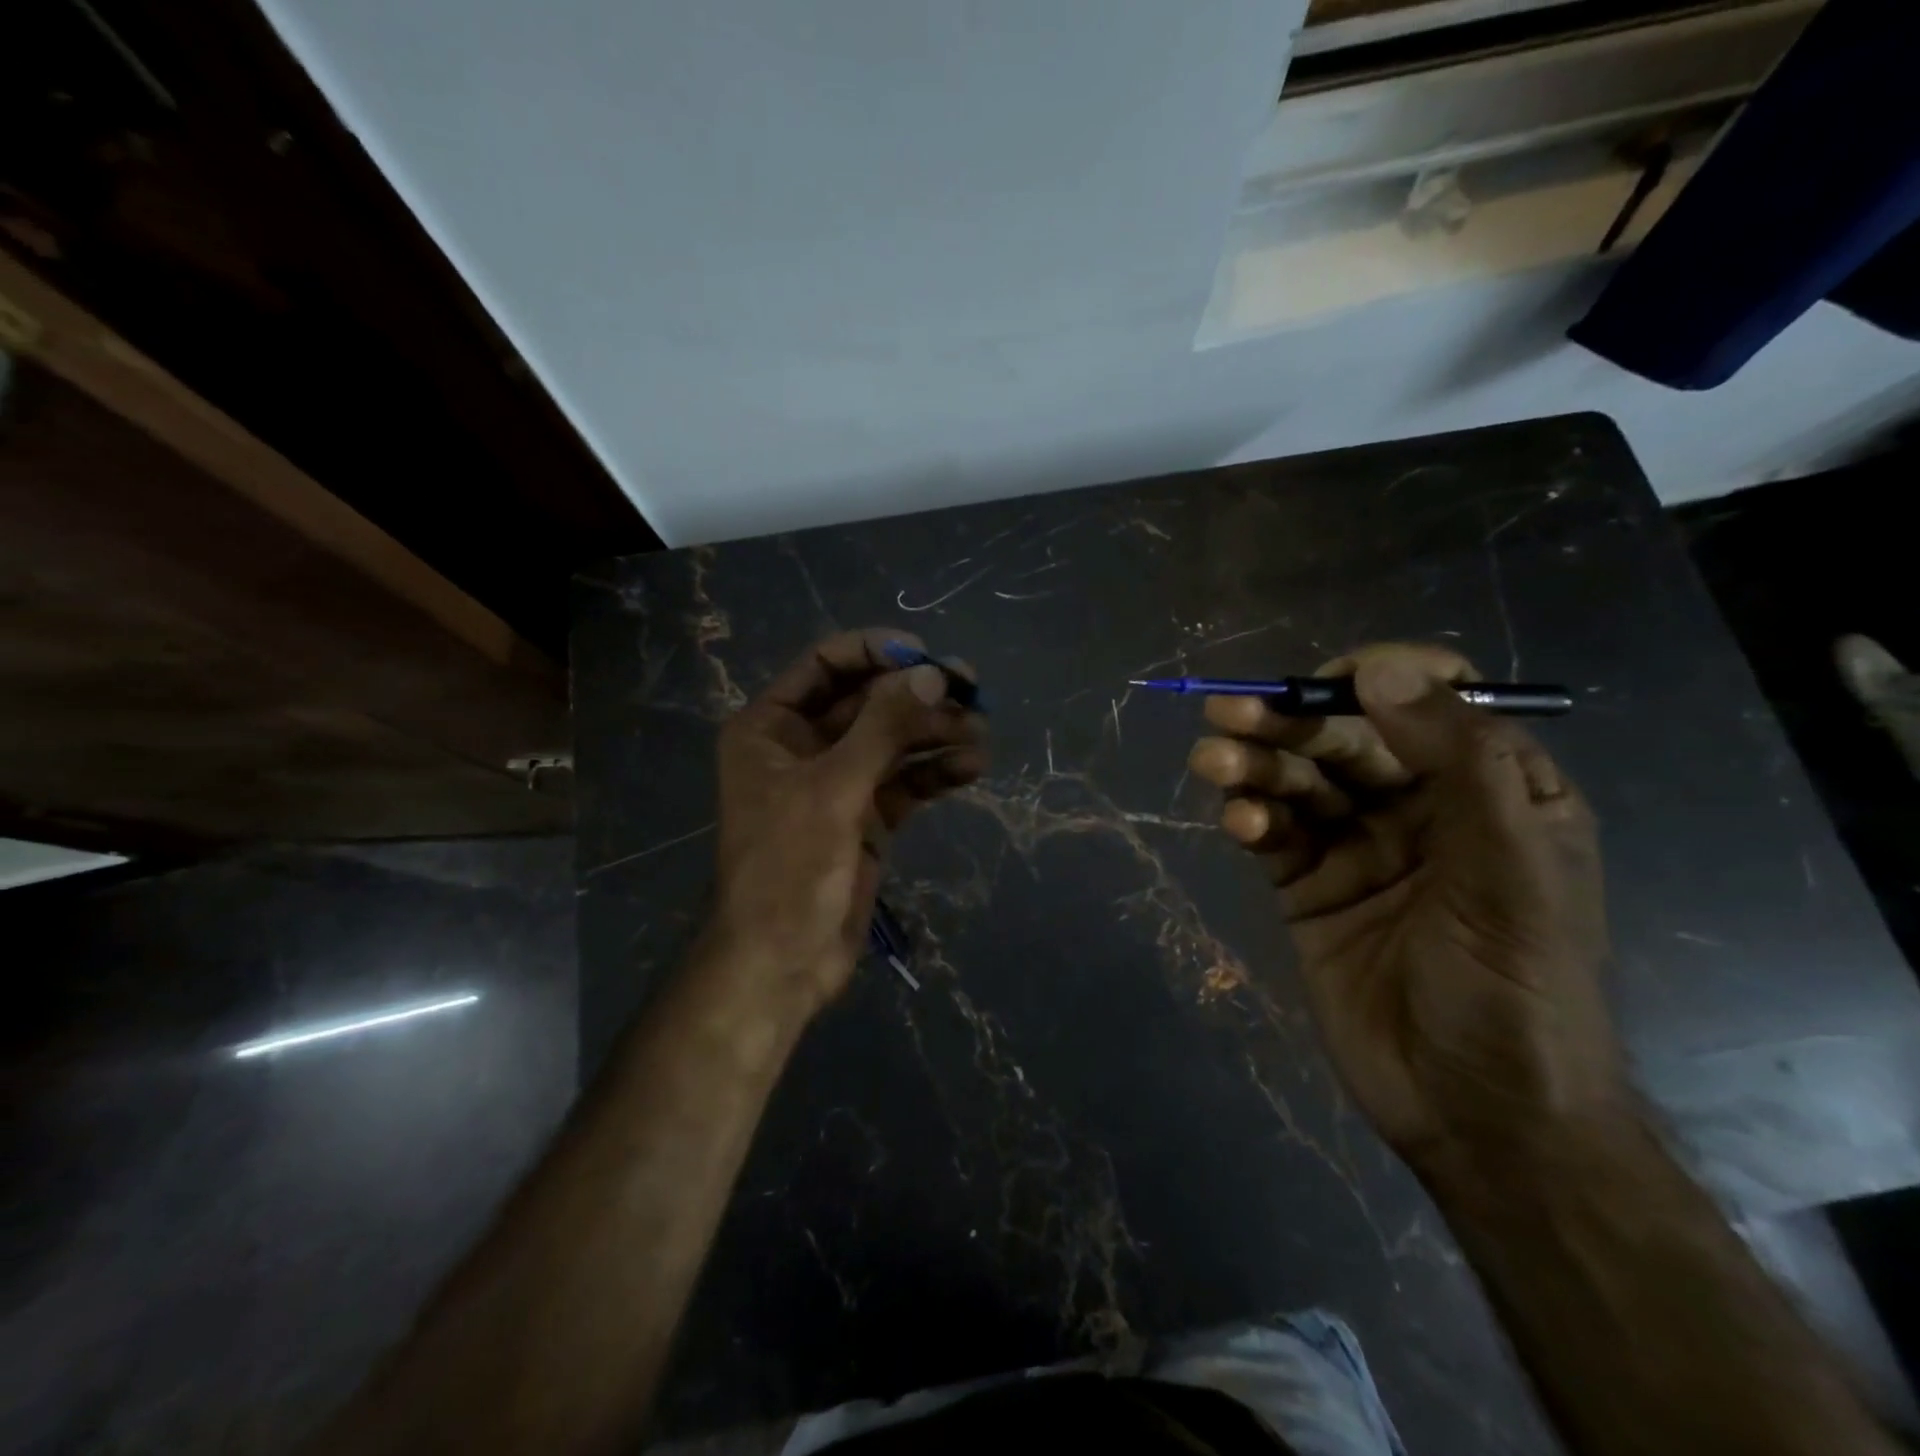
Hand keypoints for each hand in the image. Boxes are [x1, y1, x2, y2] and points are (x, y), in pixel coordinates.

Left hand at [710, 628, 986, 1012]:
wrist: (782, 962)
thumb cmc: (789, 867)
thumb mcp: (834, 788)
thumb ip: (883, 727)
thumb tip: (932, 673)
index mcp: (771, 727)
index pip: (825, 665)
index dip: (875, 652)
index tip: (926, 655)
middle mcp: (803, 746)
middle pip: (868, 702)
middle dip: (918, 696)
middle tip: (973, 691)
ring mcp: (838, 783)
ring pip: (893, 742)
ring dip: (935, 734)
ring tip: (982, 732)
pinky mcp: (867, 817)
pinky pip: (905, 781)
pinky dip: (935, 772)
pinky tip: (971, 767)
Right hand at [1189, 643, 1624, 1173]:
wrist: (1478, 1117)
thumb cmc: (1516, 988)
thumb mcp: (1512, 870)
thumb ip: (1460, 761)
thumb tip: (1383, 668)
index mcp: (1491, 789)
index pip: (1432, 700)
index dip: (1379, 678)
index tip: (1327, 683)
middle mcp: (1420, 807)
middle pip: (1346, 737)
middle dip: (1288, 720)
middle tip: (1229, 712)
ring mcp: (1358, 847)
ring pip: (1297, 780)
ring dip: (1254, 765)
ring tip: (1214, 762)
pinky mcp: (1308, 886)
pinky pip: (1274, 832)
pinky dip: (1251, 817)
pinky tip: (1239, 823)